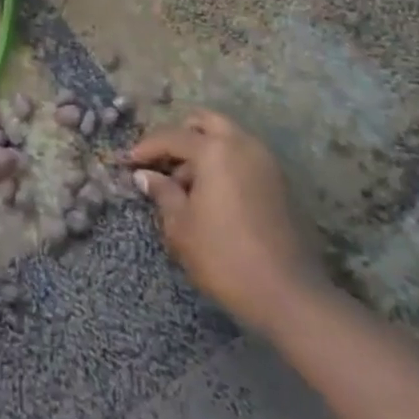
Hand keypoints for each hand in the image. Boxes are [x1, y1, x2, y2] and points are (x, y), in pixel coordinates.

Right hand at [126, 110, 322, 334]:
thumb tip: (145, 176)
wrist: (290, 296)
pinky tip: (212, 195)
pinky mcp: (280, 183)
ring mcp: (266, 162)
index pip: (171, 136)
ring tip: (186, 185)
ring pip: (228, 137)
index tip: (128, 163)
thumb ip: (162, 193)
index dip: (146, 148)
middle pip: (205, 122)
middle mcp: (243, 144)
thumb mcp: (181, 227)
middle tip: (163, 162)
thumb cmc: (224, 257)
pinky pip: (244, 157)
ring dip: (204, 149)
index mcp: (215, 150)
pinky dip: (224, 163)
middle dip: (180, 136)